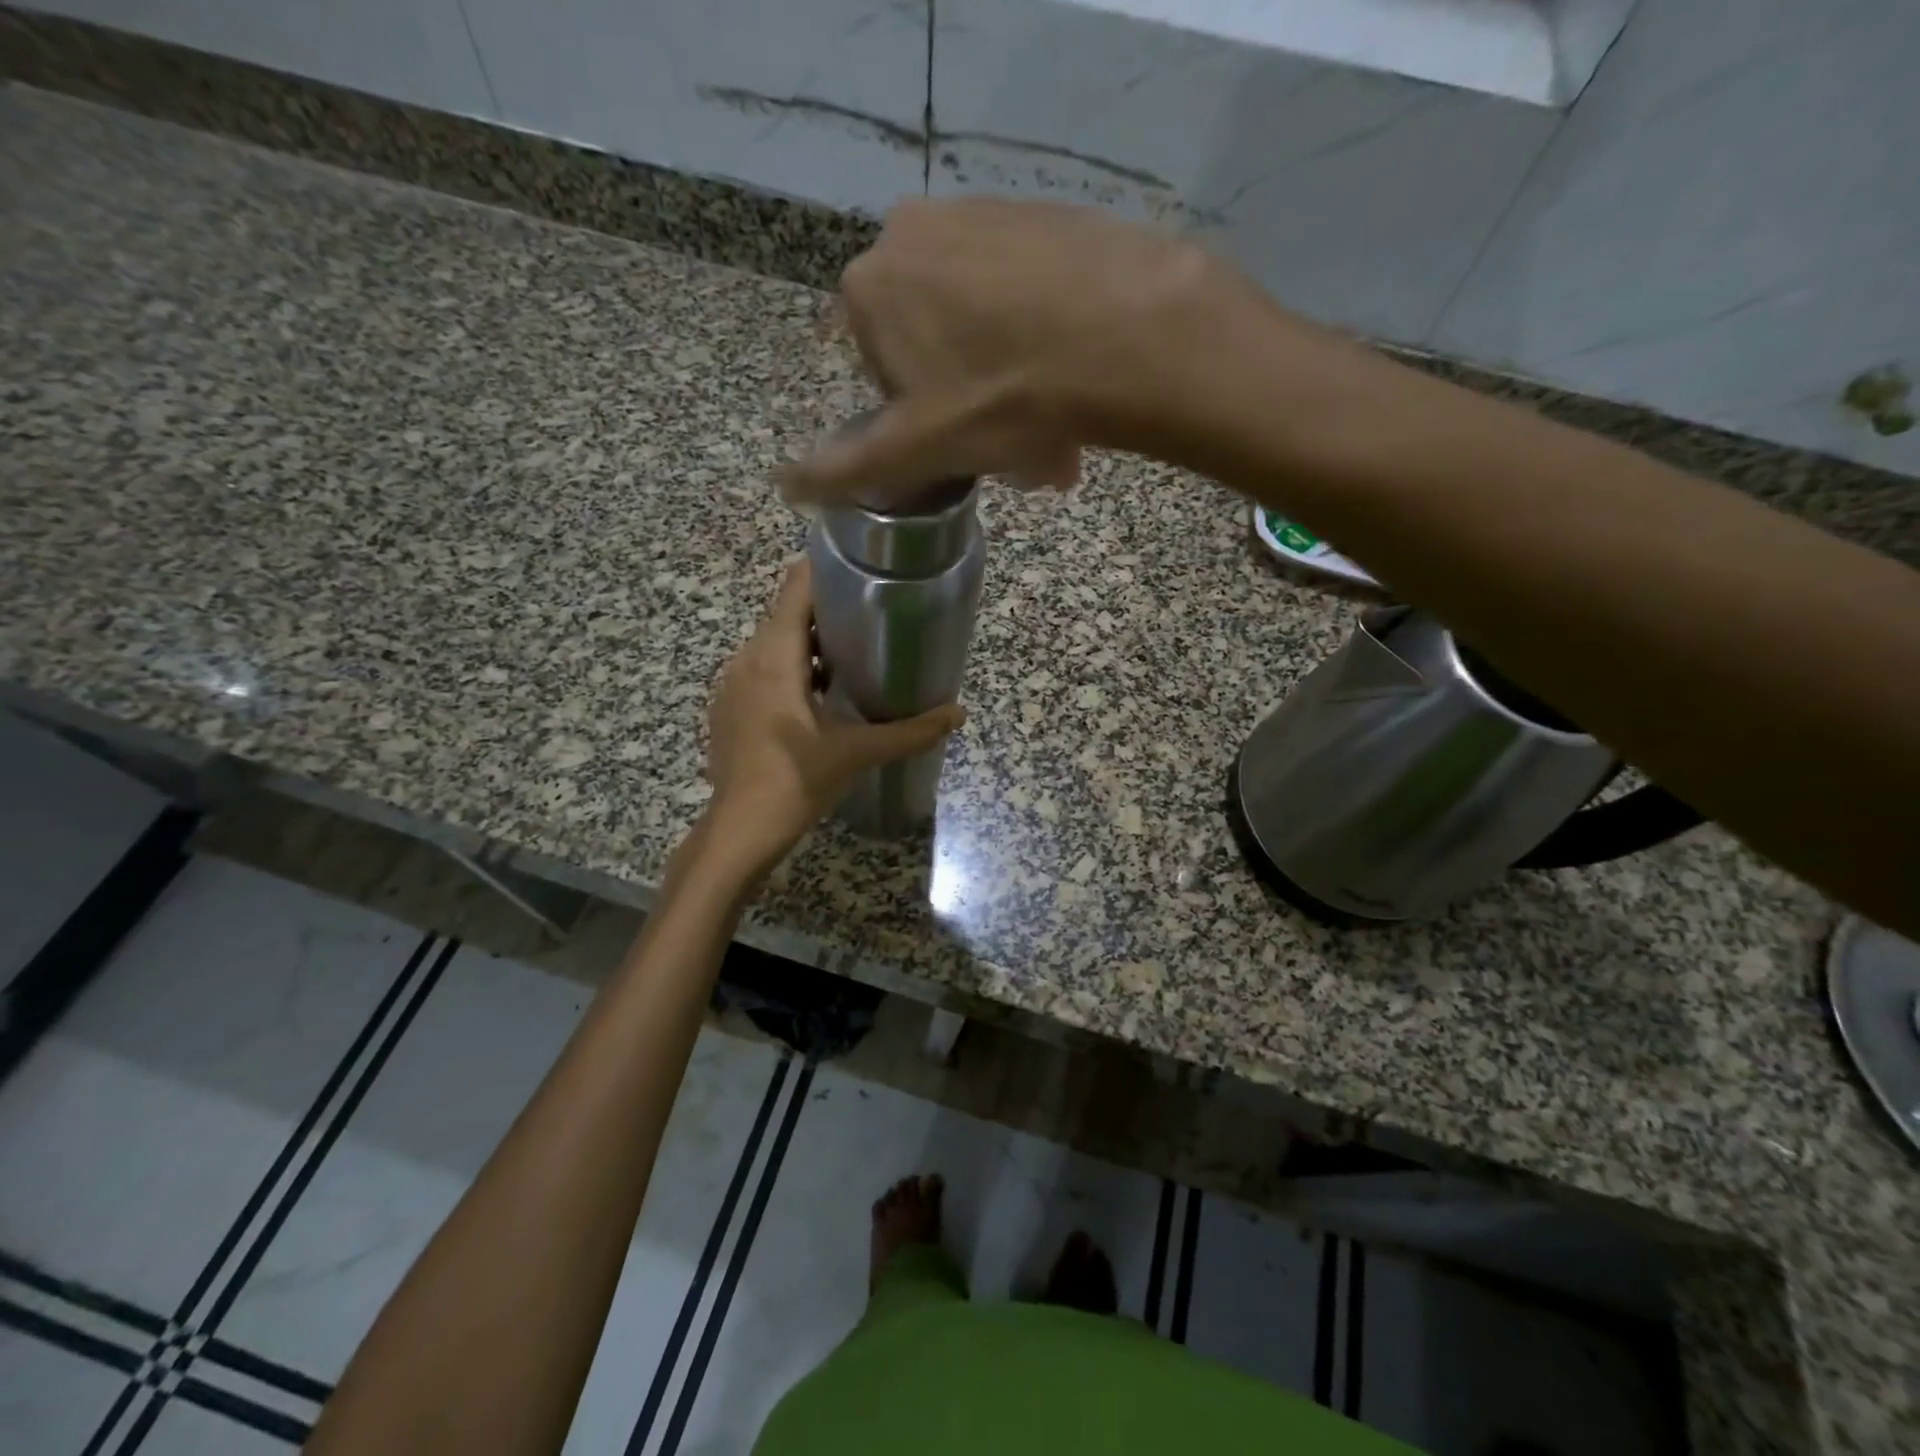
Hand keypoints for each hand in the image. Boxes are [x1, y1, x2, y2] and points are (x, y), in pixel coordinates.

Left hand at [698, 559, 964, 880]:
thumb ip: (910, 731)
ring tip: (853, 653)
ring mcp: (732, 684)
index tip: (863, 569)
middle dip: (827, 611)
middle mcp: (746, 659)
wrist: (738, 831)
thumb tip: (958, 714)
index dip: (827, 571)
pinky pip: (761, 671)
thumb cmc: (795, 783)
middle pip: (785, 615)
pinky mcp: (728, 708)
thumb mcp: (857, 753)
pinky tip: (819, 695)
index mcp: (774, 658)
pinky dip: (790, 670)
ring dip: (808, 645)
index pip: (795, 589)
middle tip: (873, 616)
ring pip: (772, 645)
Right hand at [778, 197, 1272, 505]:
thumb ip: (845, 468)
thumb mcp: (914, 448)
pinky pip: (1027, 289)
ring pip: (983, 319)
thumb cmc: (1002, 399)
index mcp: (872, 286)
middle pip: (933, 342)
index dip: (920, 418)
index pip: (881, 371)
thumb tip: (784, 486)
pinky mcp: (1044, 212)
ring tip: (1054, 425)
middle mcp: (915, 232)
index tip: (961, 444)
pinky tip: (1076, 375)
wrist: (1123, 334)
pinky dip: (1042, 337)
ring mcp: (983, 212)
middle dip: (968, 401)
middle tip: (1014, 447)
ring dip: (1008, 377)